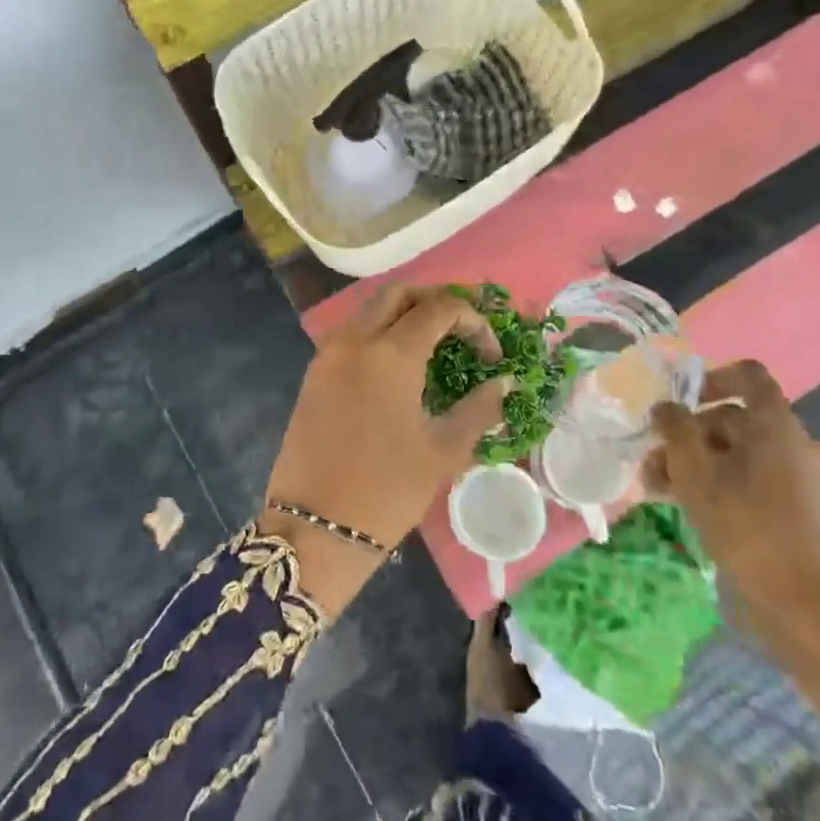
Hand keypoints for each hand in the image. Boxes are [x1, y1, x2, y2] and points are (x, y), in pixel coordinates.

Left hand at [261, 286, 509, 613]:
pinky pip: (352, 332)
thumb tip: (505, 382)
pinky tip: (401, 361)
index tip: (492, 356)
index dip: (474, 322)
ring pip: (370, 308)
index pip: (439, 309)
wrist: (314, 526)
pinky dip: (380, 330)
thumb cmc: (386, 490)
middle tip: (464, 326)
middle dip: (436, 300)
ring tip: (437, 339)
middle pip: (399, 293)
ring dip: (405, 311)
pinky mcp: (315, 373)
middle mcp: (355, 339)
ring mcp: (329, 354)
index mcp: (389, 353)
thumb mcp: (443, 451)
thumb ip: (479, 408)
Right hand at [641, 360, 819, 630]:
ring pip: (742, 454)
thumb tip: (667, 408)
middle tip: (655, 461)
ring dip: (699, 463)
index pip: (749, 376)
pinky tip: (693, 509)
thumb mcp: (694, 473)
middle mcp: (799, 445)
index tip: (681, 401)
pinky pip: (758, 481)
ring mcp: (806, 481)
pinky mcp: (805, 512)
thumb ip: (675, 430)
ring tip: (661, 490)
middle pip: (736, 420)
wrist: (802, 609)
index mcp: (779, 427)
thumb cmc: (745, 527)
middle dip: (689, 436)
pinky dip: (724, 484)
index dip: (712, 378)